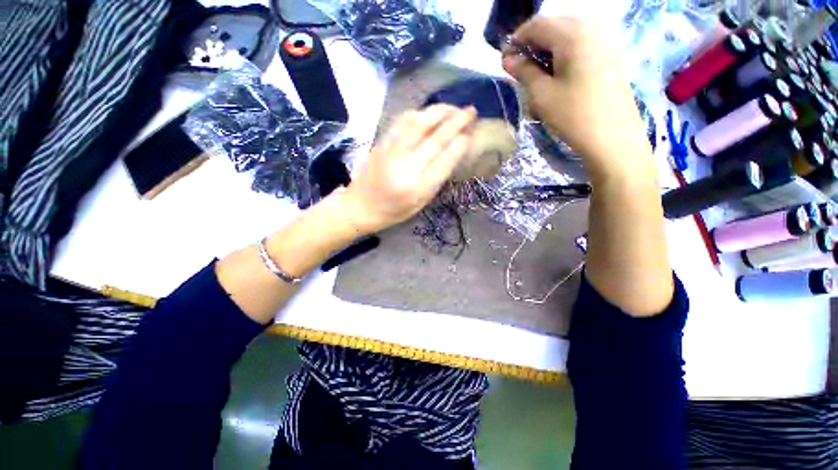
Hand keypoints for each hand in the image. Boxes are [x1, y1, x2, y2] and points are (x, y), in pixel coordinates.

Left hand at [339, 104, 475, 233]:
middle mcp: (406, 168)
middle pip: (435, 139)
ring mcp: (391, 152)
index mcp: (418, 188)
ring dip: (439, 112)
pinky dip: (418, 113)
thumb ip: (436, 179)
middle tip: (471, 111)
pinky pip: (402, 122)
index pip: (444, 161)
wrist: (359, 206)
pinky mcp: (381, 143)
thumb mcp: (420, 203)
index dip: (460, 145)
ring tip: (453, 107)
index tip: (471, 133)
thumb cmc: (393, 211)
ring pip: (419, 124)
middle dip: (456, 122)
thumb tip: (453, 153)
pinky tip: (428, 112)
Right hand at [502, 17, 651, 179]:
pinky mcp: (612, 53)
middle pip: (554, 25)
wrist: (613, 137)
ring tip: (536, 71)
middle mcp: (592, 27)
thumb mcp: (541, 94)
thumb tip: (508, 59)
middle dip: (532, 43)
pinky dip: (564, 52)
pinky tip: (558, 72)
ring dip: (548, 48)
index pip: (536, 25)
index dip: (516, 40)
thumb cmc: (573, 115)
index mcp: (572, 33)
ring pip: (568, 33)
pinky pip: (582, 42)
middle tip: (519, 67)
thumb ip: (523, 71)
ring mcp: (606, 38)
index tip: (505, 60)